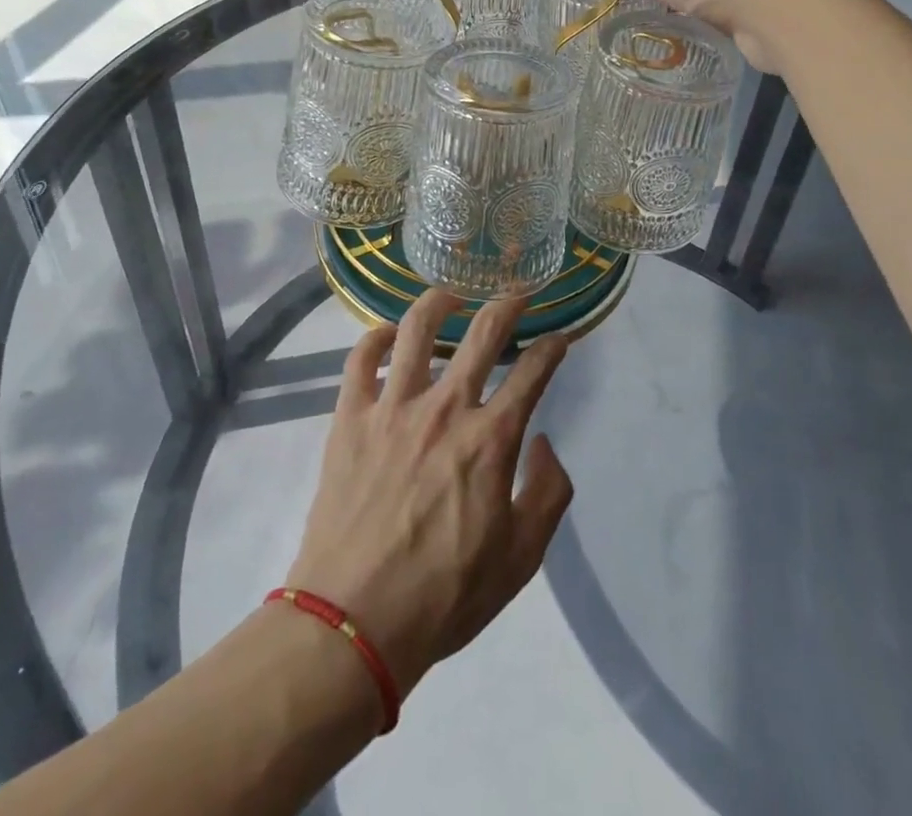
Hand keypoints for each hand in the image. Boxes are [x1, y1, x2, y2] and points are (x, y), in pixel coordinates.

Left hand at [286, 292, 572, 697]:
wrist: (354, 621)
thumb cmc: (445, 595)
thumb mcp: (521, 559)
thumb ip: (548, 494)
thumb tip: (545, 442)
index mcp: (491, 440)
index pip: (532, 373)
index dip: (552, 348)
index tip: (560, 337)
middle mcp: (446, 408)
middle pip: (483, 333)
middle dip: (508, 303)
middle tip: (518, 290)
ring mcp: (393, 407)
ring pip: (418, 329)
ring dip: (441, 301)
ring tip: (453, 293)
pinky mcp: (350, 417)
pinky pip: (361, 358)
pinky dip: (377, 336)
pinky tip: (389, 333)